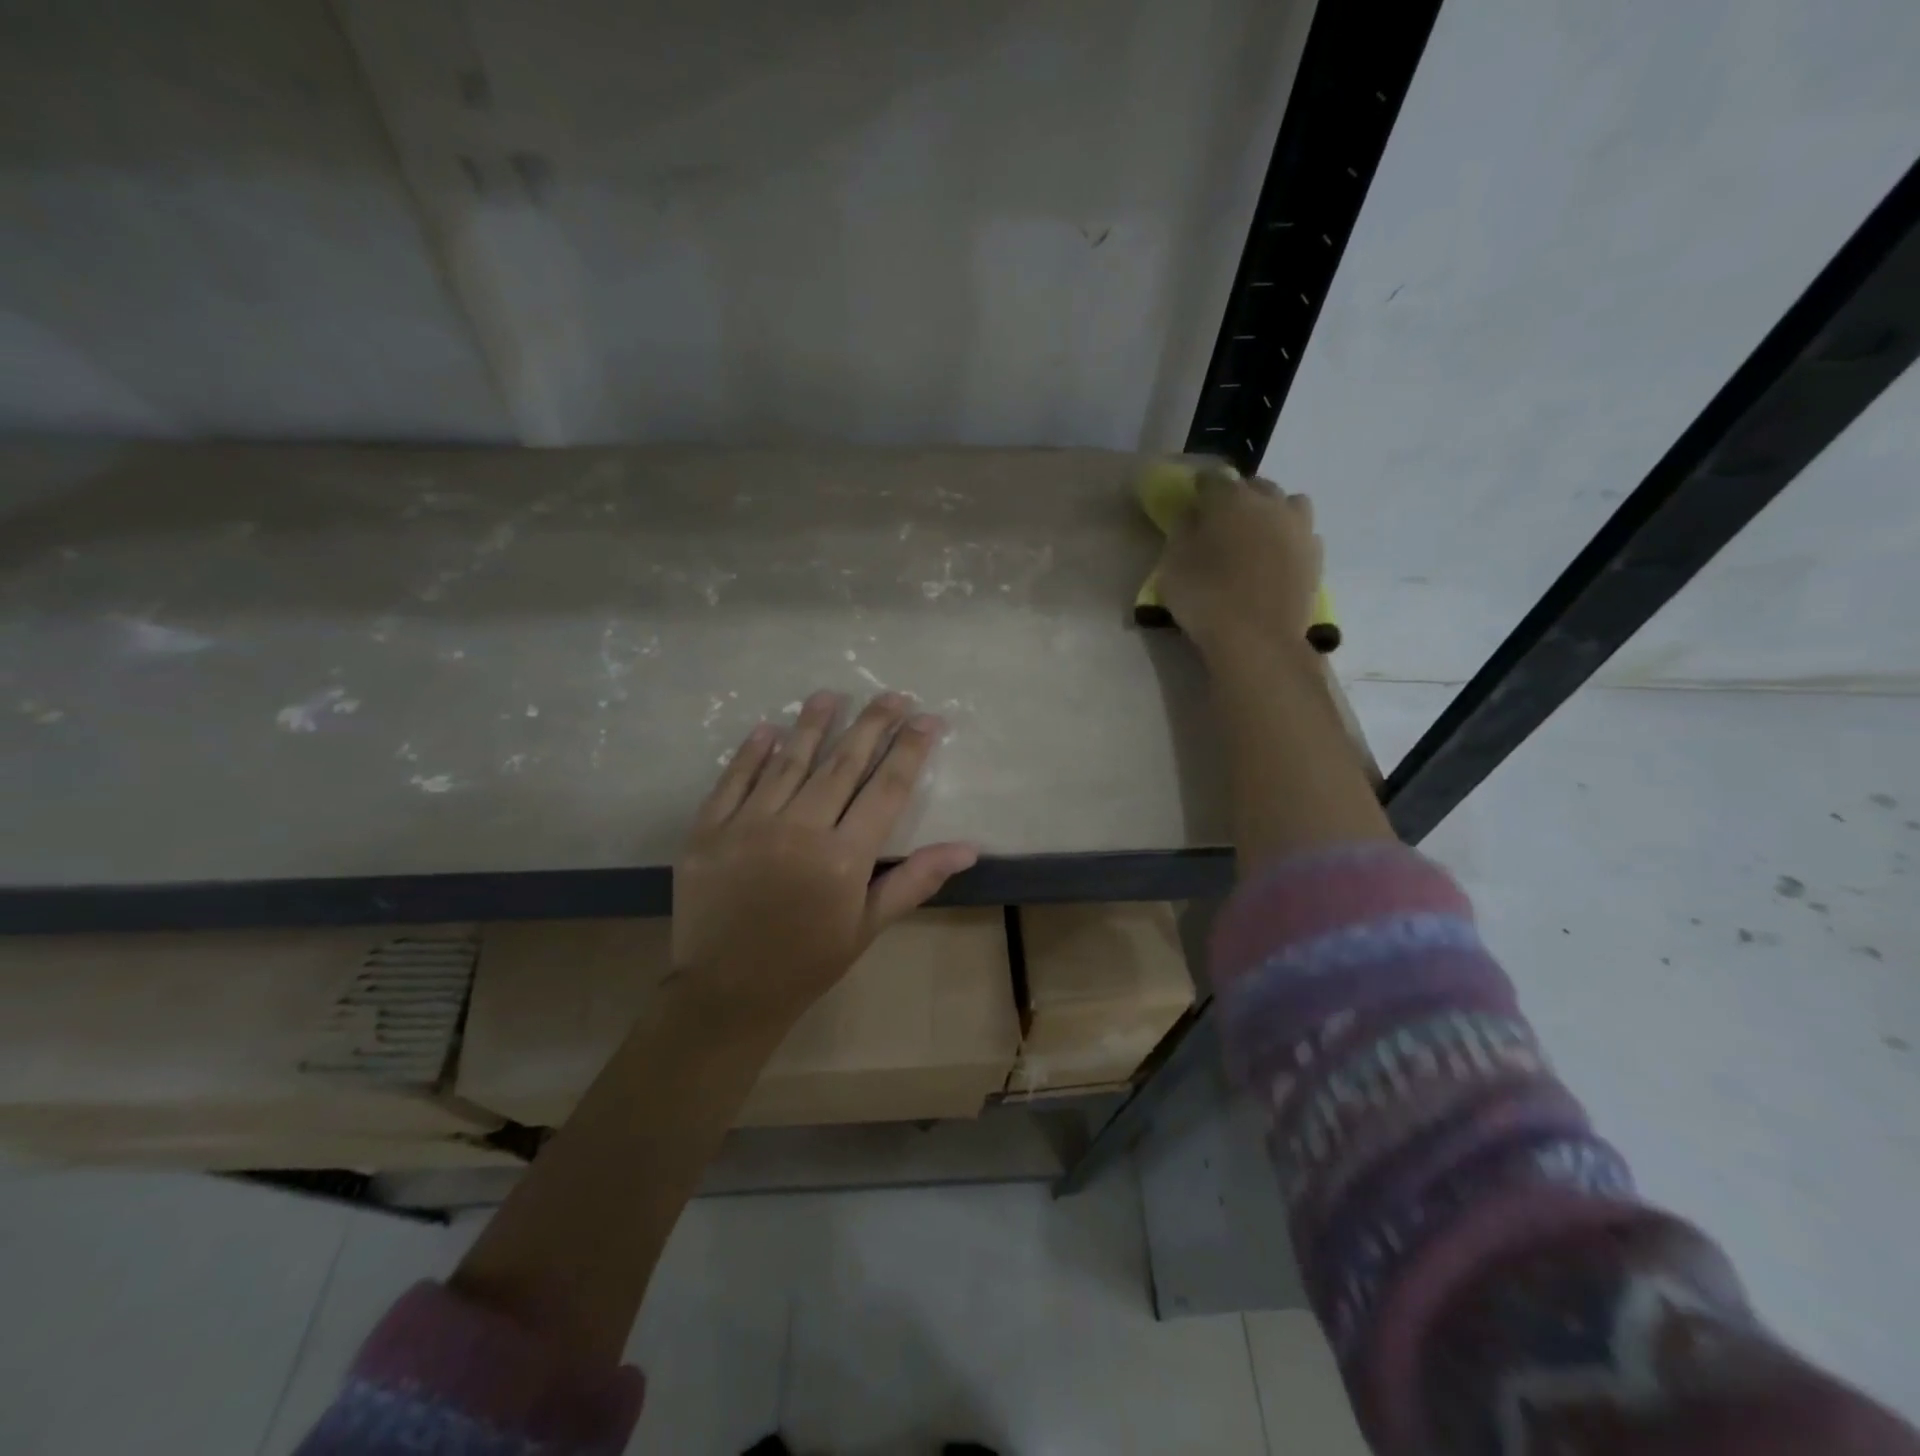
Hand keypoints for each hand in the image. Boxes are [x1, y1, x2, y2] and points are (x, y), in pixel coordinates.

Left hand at [670, 690, 977, 1037]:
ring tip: (830, 695)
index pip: (887, 789)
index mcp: (844, 858)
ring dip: (813, 724)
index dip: (910, 750)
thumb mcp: (868, 926)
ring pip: (789, 762)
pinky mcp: (708, 830)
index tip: (928, 719)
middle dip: (872, 724)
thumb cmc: (808, 961)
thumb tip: (968, 848)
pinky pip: (733, 780)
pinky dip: (752, 752)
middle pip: (843, 763)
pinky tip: (769, 728)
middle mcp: (799, 830)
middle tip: (892, 694)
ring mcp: (748, 825)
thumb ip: (915, 879)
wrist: (726, 992)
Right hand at [1158, 473, 1323, 657]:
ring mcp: (1299, 529)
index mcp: (1232, 500)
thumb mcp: (1173, 566)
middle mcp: (1271, 504)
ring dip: (1271, 512)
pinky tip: (1276, 559)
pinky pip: (1301, 534)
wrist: (1258, 640)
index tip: (1192, 500)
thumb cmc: (1206, 599)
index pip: (1213, 479)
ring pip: (1287, 504)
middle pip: (1255, 487)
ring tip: (1256, 535)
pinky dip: (1287, 539)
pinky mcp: (1316, 557)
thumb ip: (1182, 532)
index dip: (1200, 488)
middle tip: (1221, 520)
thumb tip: (1193, 514)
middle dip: (1238, 497)